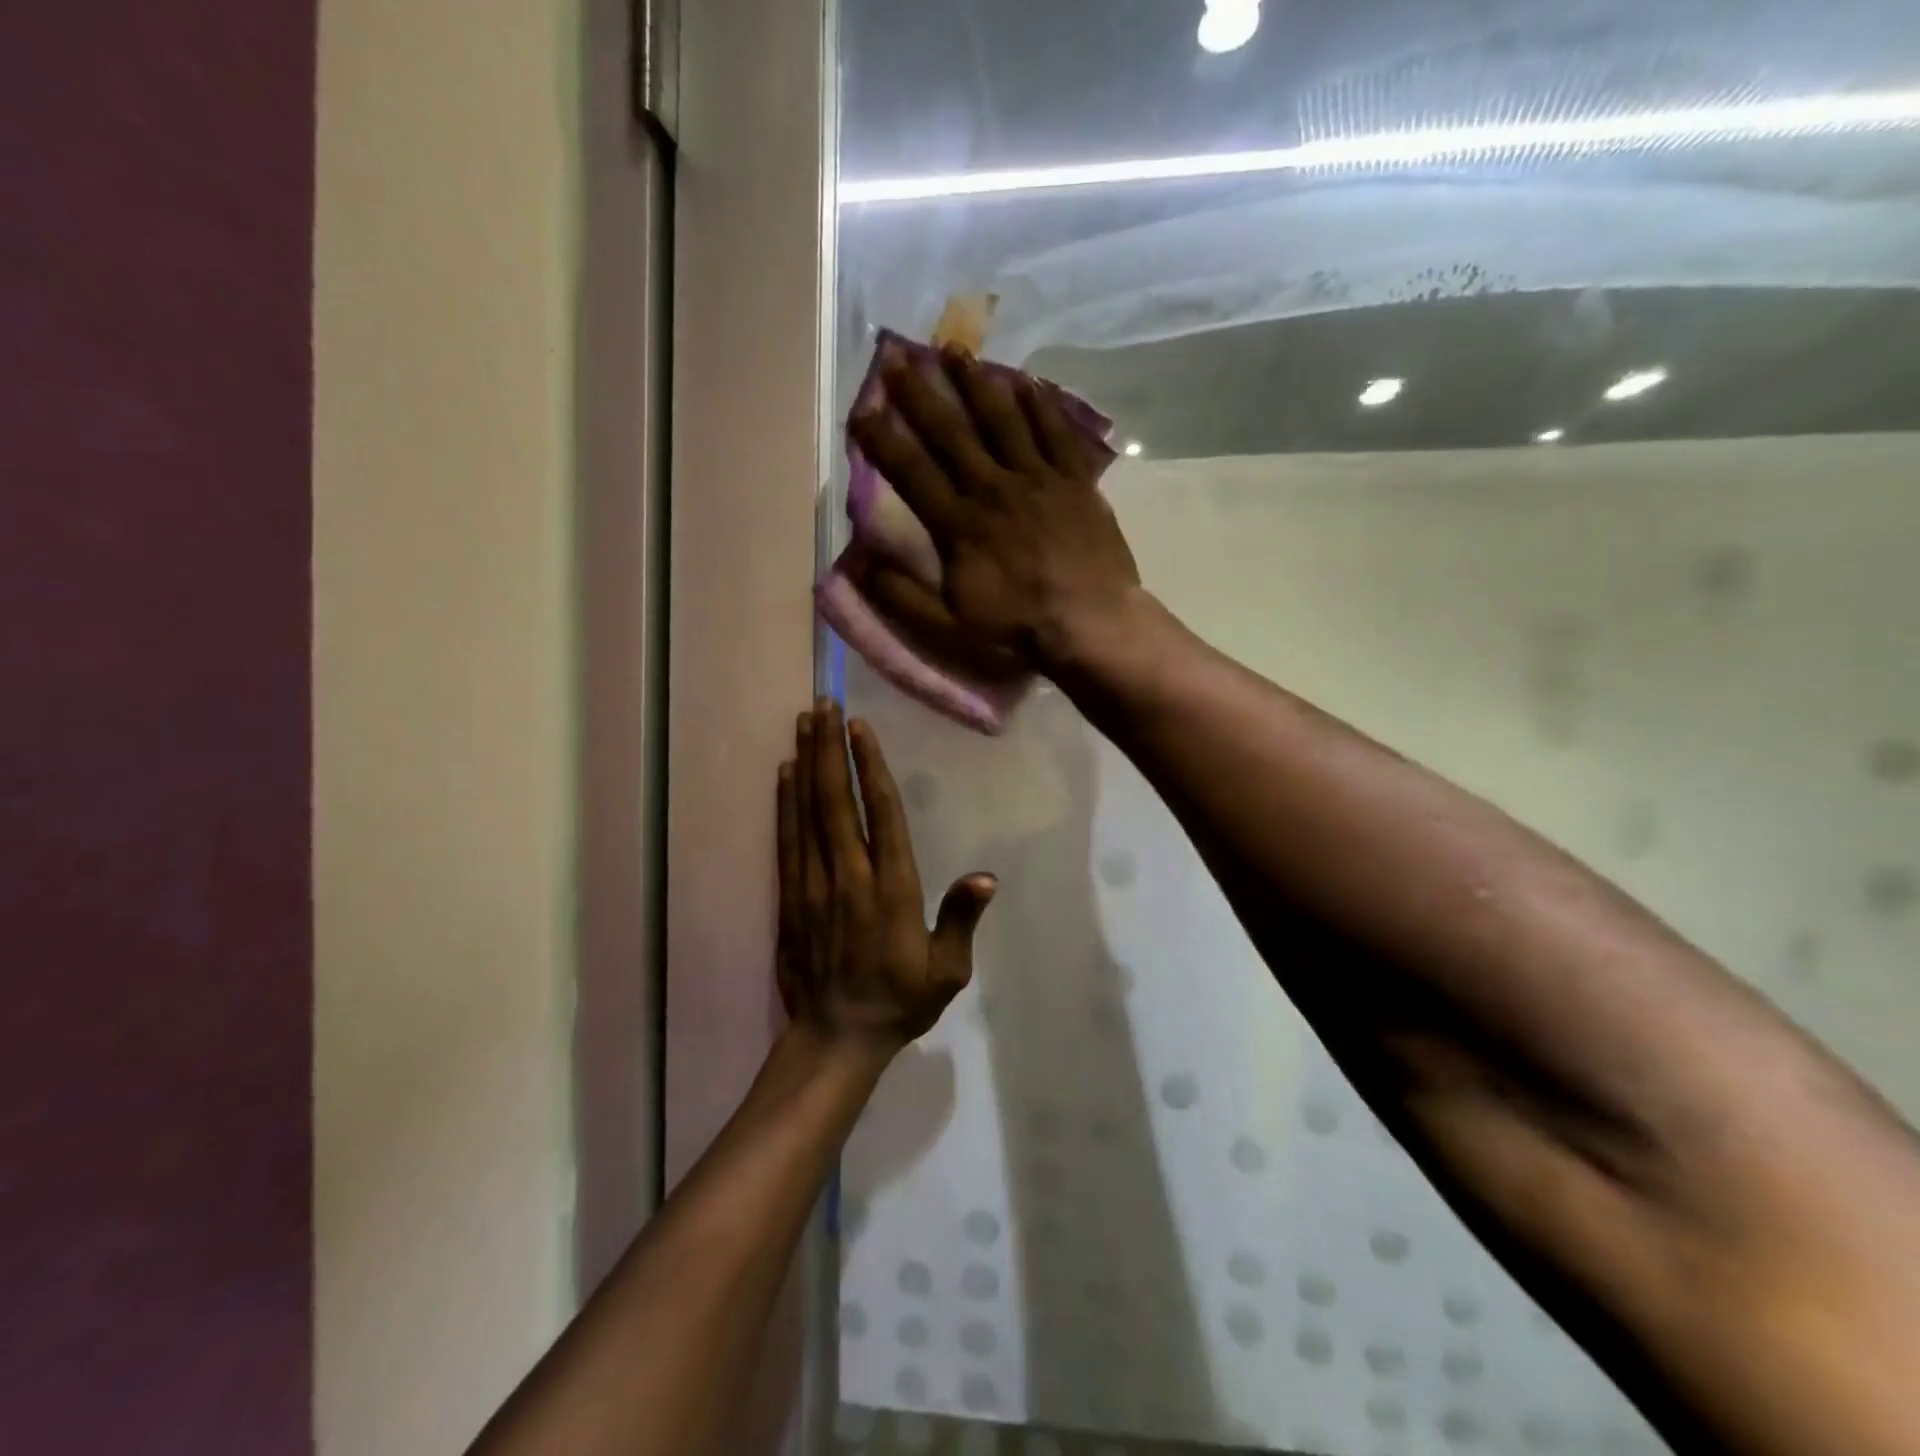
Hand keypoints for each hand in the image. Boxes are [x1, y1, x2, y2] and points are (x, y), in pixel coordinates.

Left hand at [777, 700, 996, 1055]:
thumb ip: (961, 919)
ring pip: (807, 813)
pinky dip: (783, 803)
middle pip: (836, 801)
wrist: (836, 1039)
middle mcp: (849, 878)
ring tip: (803, 723)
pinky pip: (786, 840)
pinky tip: (784, 773)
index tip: (860, 728)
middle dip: (830, 749)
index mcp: (891, 890)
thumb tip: (986, 876)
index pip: (882, 815)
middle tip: (823, 704)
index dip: (870, 768)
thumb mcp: (947, 971)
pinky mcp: (789, 897)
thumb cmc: (900, 1002)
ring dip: (806, 764)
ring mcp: (813, 885)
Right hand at [847, 343, 1141, 671]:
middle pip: (951, 433)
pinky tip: (1026, 382)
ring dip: (977, 384)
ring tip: (956, 351)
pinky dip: (1040, 405)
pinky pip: (1056, 432)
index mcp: (960, 525)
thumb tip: (862, 564)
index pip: (912, 472)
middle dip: (921, 395)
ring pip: (1003, 420)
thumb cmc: (1018, 628)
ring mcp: (1039, 479)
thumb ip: (904, 595)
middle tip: (898, 359)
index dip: (884, 441)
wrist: (1091, 625)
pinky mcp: (1076, 481)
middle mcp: (993, 489)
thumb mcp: (950, 624)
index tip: (862, 411)